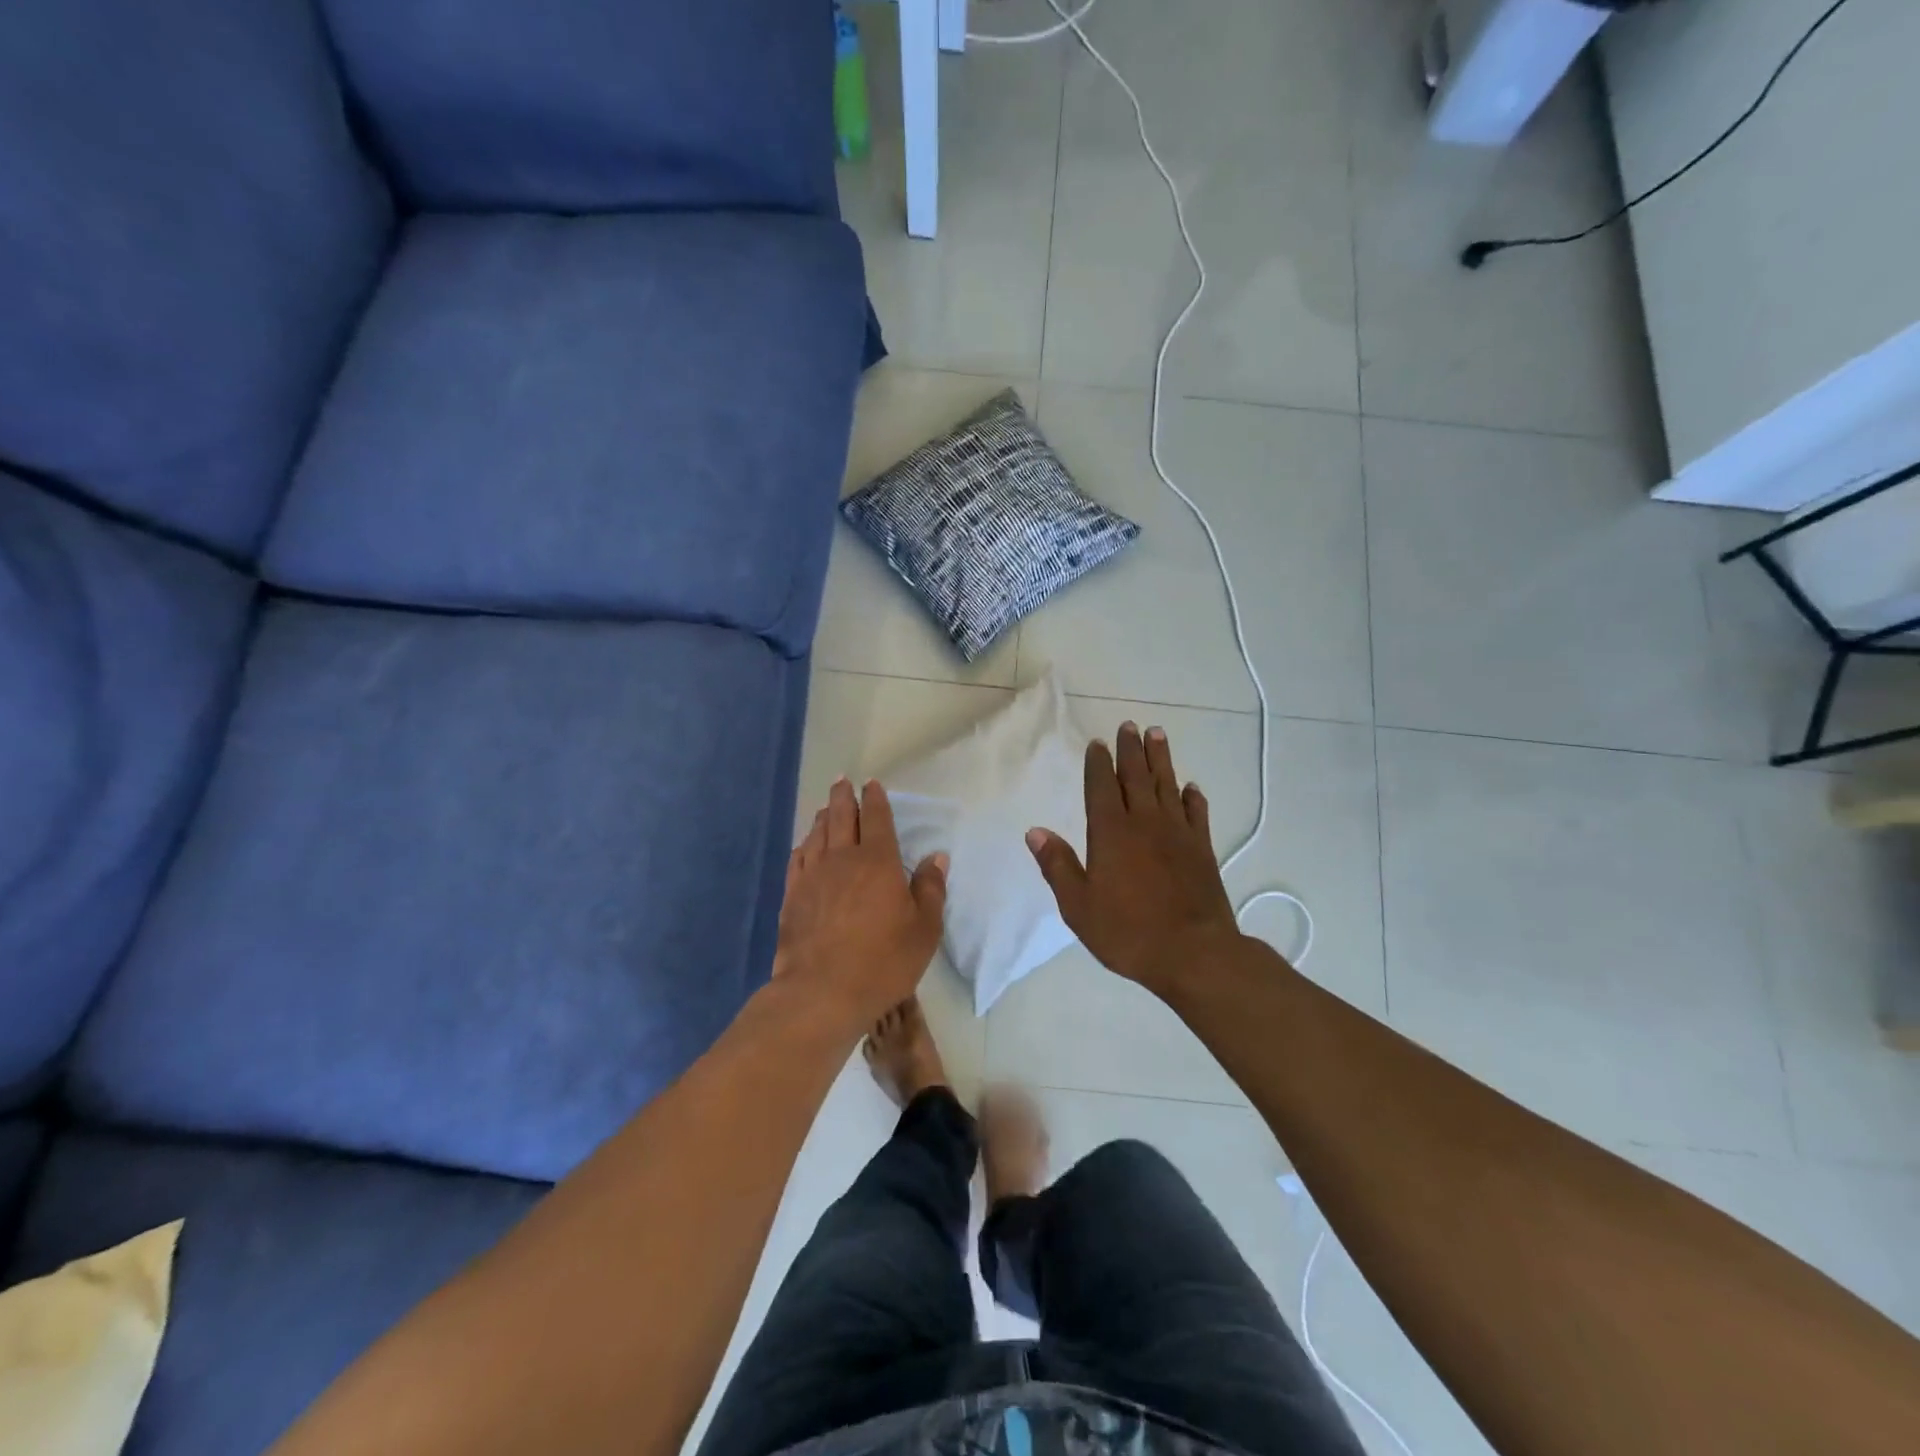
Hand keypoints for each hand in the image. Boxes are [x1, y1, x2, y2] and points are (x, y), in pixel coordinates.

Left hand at [774, 777, 947, 1025]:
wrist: (822, 992)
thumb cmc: (883, 961)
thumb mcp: (924, 930)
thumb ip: (930, 889)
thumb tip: (936, 857)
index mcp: (878, 861)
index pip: (876, 819)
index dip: (875, 799)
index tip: (871, 784)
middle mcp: (843, 859)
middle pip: (841, 817)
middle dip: (844, 797)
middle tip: (843, 782)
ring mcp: (813, 876)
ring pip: (817, 834)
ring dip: (823, 817)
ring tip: (826, 807)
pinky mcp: (792, 896)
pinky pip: (798, 859)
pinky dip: (804, 845)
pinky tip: (805, 845)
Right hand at [1026, 722, 1240, 995]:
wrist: (1194, 953)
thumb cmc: (1128, 932)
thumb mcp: (1079, 906)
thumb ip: (1058, 866)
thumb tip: (1035, 832)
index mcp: (1111, 833)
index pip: (1102, 787)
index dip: (1098, 763)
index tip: (1098, 743)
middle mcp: (1145, 823)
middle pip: (1136, 777)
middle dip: (1130, 750)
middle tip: (1129, 725)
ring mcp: (1178, 834)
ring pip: (1167, 786)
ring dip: (1161, 759)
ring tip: (1157, 734)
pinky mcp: (1203, 849)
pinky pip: (1197, 814)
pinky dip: (1193, 797)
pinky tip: (1191, 787)